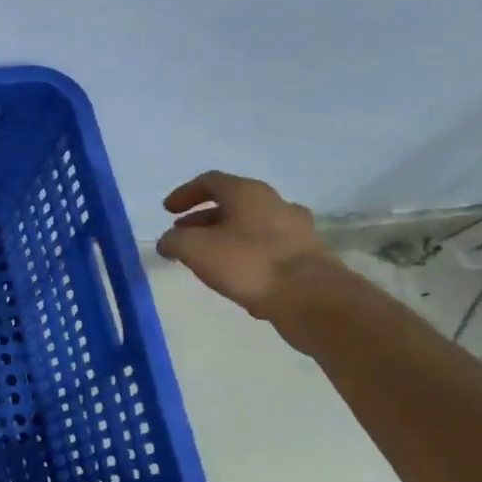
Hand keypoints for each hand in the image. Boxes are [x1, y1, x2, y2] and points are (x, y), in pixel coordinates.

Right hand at [155, 170, 338, 320]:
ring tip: (206, 259)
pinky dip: (246, 256)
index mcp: (248, 192)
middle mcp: (276, 204)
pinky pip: (268, 250)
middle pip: (232, 204)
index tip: (168, 212)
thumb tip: (168, 242)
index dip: (184, 194)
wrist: (314, 300)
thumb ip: (174, 241)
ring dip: (225, 238)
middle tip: (183, 235)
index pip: (210, 181)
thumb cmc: (249, 264)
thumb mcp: (194, 249)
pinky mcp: (309, 258)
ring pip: (251, 227)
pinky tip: (235, 278)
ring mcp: (298, 231)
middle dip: (203, 219)